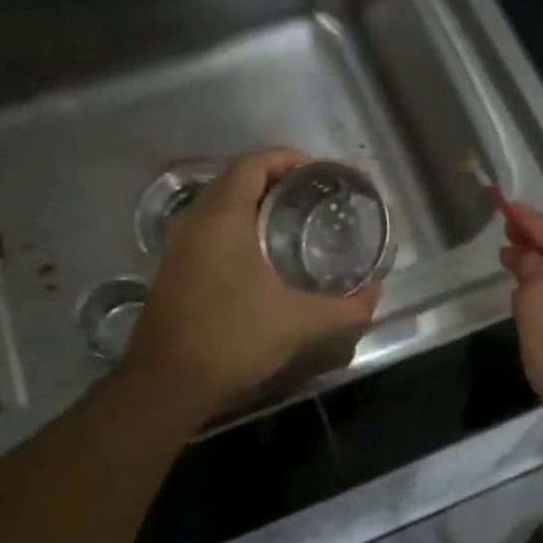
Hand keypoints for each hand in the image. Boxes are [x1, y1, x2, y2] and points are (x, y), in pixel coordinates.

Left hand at [124, 149, 378, 417]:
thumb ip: (346, 308)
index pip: (252, 164)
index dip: (286, 159)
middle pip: (234, 180)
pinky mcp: (172, 270)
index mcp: (221, 218)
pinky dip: (235, 227)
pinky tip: (260, 257)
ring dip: (252, 204)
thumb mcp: (299, 323)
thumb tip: (375, 294)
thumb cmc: (232, 339)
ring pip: (217, 206)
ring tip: (291, 222)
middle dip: (273, 179)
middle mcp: (194, 222)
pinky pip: (207, 230)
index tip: (317, 172)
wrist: (166, 384)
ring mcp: (177, 246)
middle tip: (311, 197)